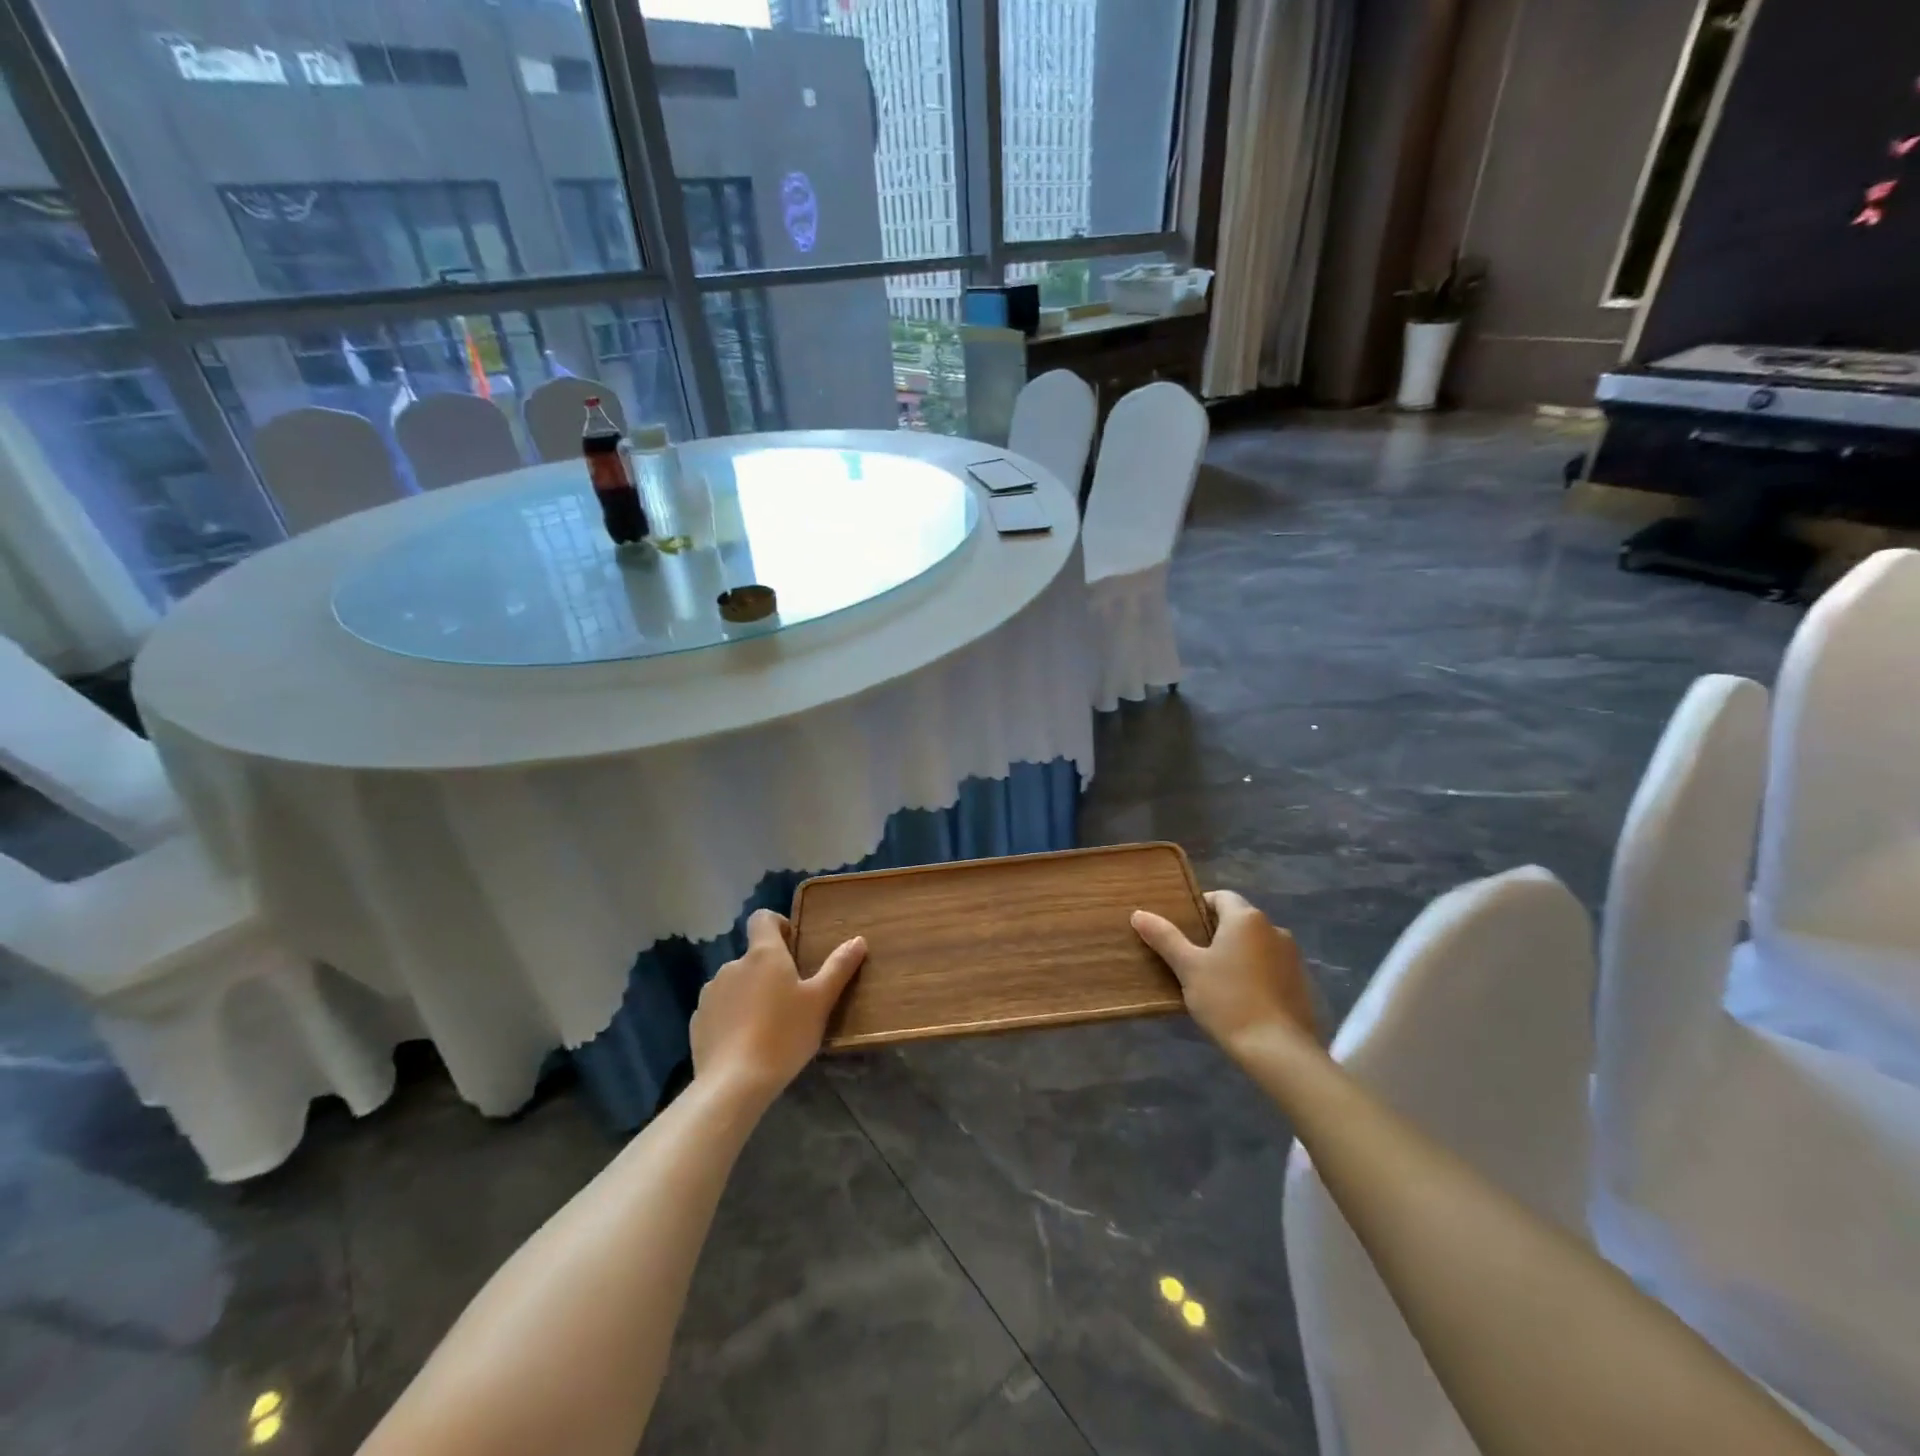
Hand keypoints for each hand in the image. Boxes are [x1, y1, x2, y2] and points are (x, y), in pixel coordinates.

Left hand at [691, 909, 865, 1104]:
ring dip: (750, 994)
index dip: (778, 925)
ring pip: (735, 984)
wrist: (733, 1084)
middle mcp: (732, 965)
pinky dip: (732, 1018)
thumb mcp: (820, 1001)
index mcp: (763, 954)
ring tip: (768, 1025)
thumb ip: (838, 967)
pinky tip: (745, 1044)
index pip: (762, 918)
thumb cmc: (784, 1034)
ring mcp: (710, 994)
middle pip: (752, 956)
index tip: (793, 946)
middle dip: (769, 971)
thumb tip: (857, 940)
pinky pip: (719, 1010)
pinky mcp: (697, 1022)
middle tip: (791, 999)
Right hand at [1132, 891, 1315, 1055]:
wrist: (1279, 1051)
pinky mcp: (1303, 983)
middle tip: (1192, 956)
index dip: (1199, 907)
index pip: (1221, 897)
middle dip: (1216, 933)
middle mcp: (1274, 929)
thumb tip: (1139, 914)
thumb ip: (1165, 938)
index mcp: (1246, 918)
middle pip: (1239, 921)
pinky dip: (1256, 974)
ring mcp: (1293, 957)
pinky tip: (1241, 999)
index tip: (1182, 928)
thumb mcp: (1188, 968)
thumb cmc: (1228, 1000)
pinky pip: (1271, 967)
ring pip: (1256, 945)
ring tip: (1215, 980)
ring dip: (1237, 954)